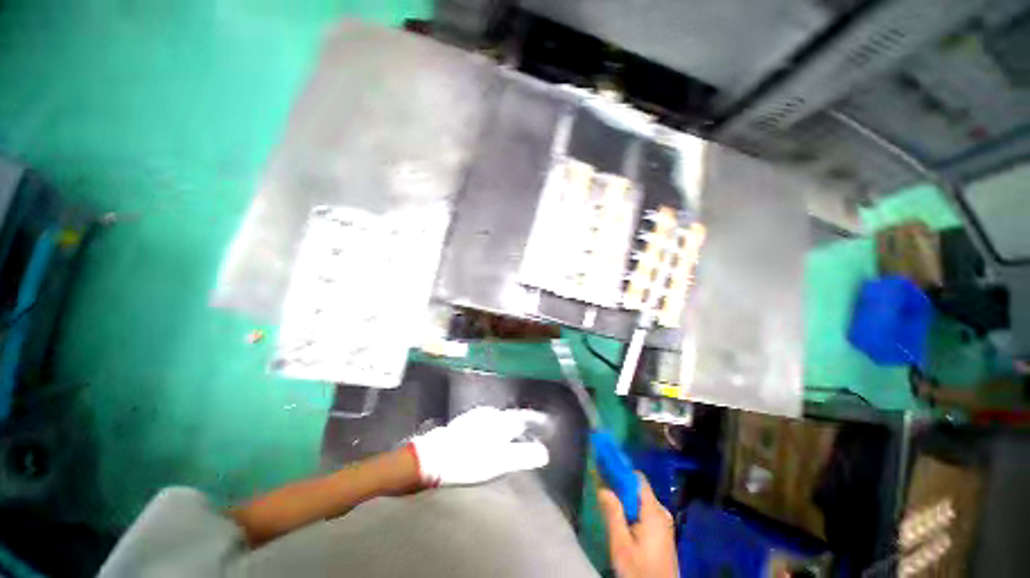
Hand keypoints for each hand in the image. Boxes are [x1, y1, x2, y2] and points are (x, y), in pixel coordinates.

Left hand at [410, 406, 549, 485]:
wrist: (433, 458)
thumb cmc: (470, 460)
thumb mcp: (500, 461)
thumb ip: (523, 455)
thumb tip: (544, 453)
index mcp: (499, 420)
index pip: (524, 416)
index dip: (536, 420)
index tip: (546, 422)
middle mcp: (488, 413)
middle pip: (510, 416)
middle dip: (522, 422)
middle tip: (531, 431)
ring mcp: (474, 417)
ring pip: (497, 418)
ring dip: (507, 424)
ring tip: (513, 434)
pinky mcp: (463, 424)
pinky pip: (485, 422)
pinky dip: (494, 428)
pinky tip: (490, 437)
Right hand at [598, 474, 678, 577]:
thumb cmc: (640, 572)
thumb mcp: (621, 546)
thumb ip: (613, 514)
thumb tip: (602, 487)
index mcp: (654, 512)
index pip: (637, 478)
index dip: (620, 471)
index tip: (603, 470)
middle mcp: (662, 512)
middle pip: (638, 489)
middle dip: (619, 488)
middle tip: (602, 492)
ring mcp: (664, 523)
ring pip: (640, 501)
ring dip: (624, 500)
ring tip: (608, 506)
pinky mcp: (662, 533)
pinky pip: (645, 511)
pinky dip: (632, 510)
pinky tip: (621, 520)